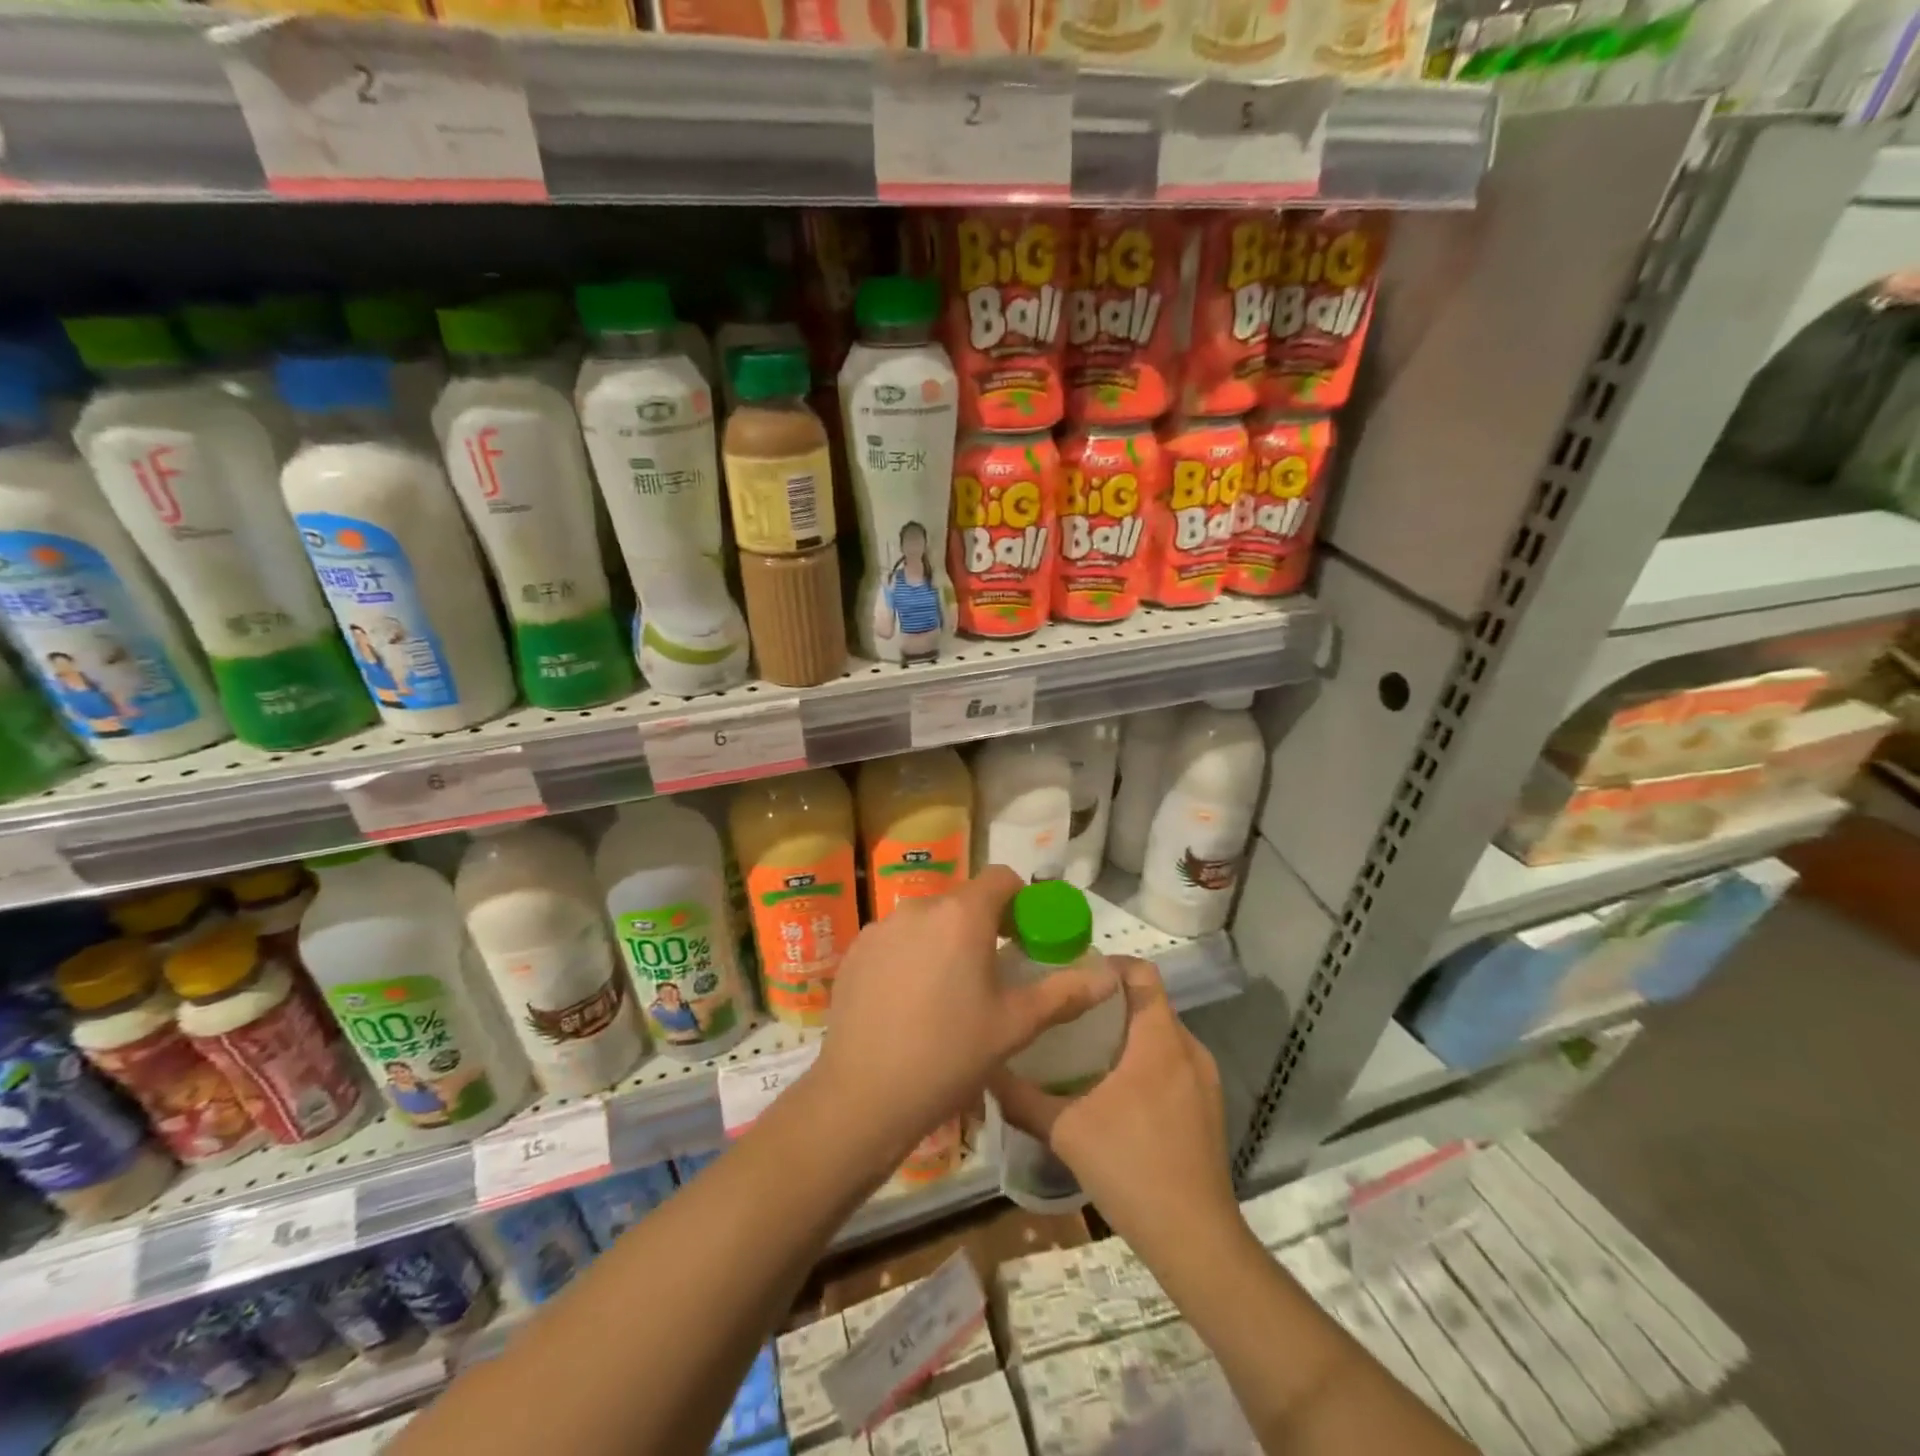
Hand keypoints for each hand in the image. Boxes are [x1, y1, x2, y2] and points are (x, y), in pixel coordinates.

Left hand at [812, 865, 1118, 1171]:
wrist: (863, 1096)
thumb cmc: (949, 1056)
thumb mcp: (1015, 1026)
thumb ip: (1064, 993)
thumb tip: (1109, 976)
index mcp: (962, 915)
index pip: (1001, 878)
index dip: (1020, 900)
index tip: (1025, 937)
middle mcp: (919, 908)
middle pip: (962, 901)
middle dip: (982, 925)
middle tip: (991, 973)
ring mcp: (880, 928)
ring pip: (926, 921)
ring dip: (944, 940)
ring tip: (947, 992)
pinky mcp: (855, 951)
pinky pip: (894, 940)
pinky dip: (909, 956)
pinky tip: (908, 1002)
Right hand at [990, 958, 1239, 1247]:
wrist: (1196, 1240)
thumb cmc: (1131, 1168)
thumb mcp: (1065, 1130)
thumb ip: (1022, 1097)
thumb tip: (986, 1069)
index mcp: (1159, 1039)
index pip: (1143, 973)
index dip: (1109, 964)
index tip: (1072, 973)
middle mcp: (1189, 1049)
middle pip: (1149, 1003)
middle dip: (1109, 1001)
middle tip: (1066, 1011)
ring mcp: (1204, 1081)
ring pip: (1162, 1035)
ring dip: (1126, 1033)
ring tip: (1083, 1048)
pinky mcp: (1208, 1108)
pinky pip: (1173, 1063)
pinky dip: (1144, 1061)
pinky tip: (1113, 1091)